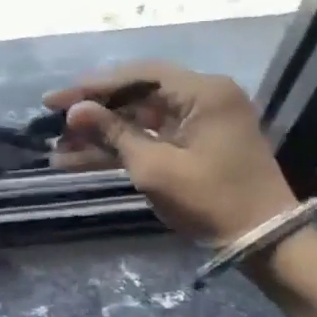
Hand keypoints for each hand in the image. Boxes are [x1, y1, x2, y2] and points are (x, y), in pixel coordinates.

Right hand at [45, 61, 299, 245]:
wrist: (263, 241)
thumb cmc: (211, 200)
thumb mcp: (156, 168)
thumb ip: (114, 134)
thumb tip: (75, 111)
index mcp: (203, 92)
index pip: (139, 75)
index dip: (94, 86)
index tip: (55, 100)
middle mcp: (204, 97)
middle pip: (138, 95)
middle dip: (95, 113)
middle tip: (53, 123)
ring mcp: (201, 122)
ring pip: (141, 119)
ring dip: (104, 134)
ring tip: (59, 149)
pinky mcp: (197, 145)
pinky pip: (154, 138)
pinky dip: (123, 148)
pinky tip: (81, 161)